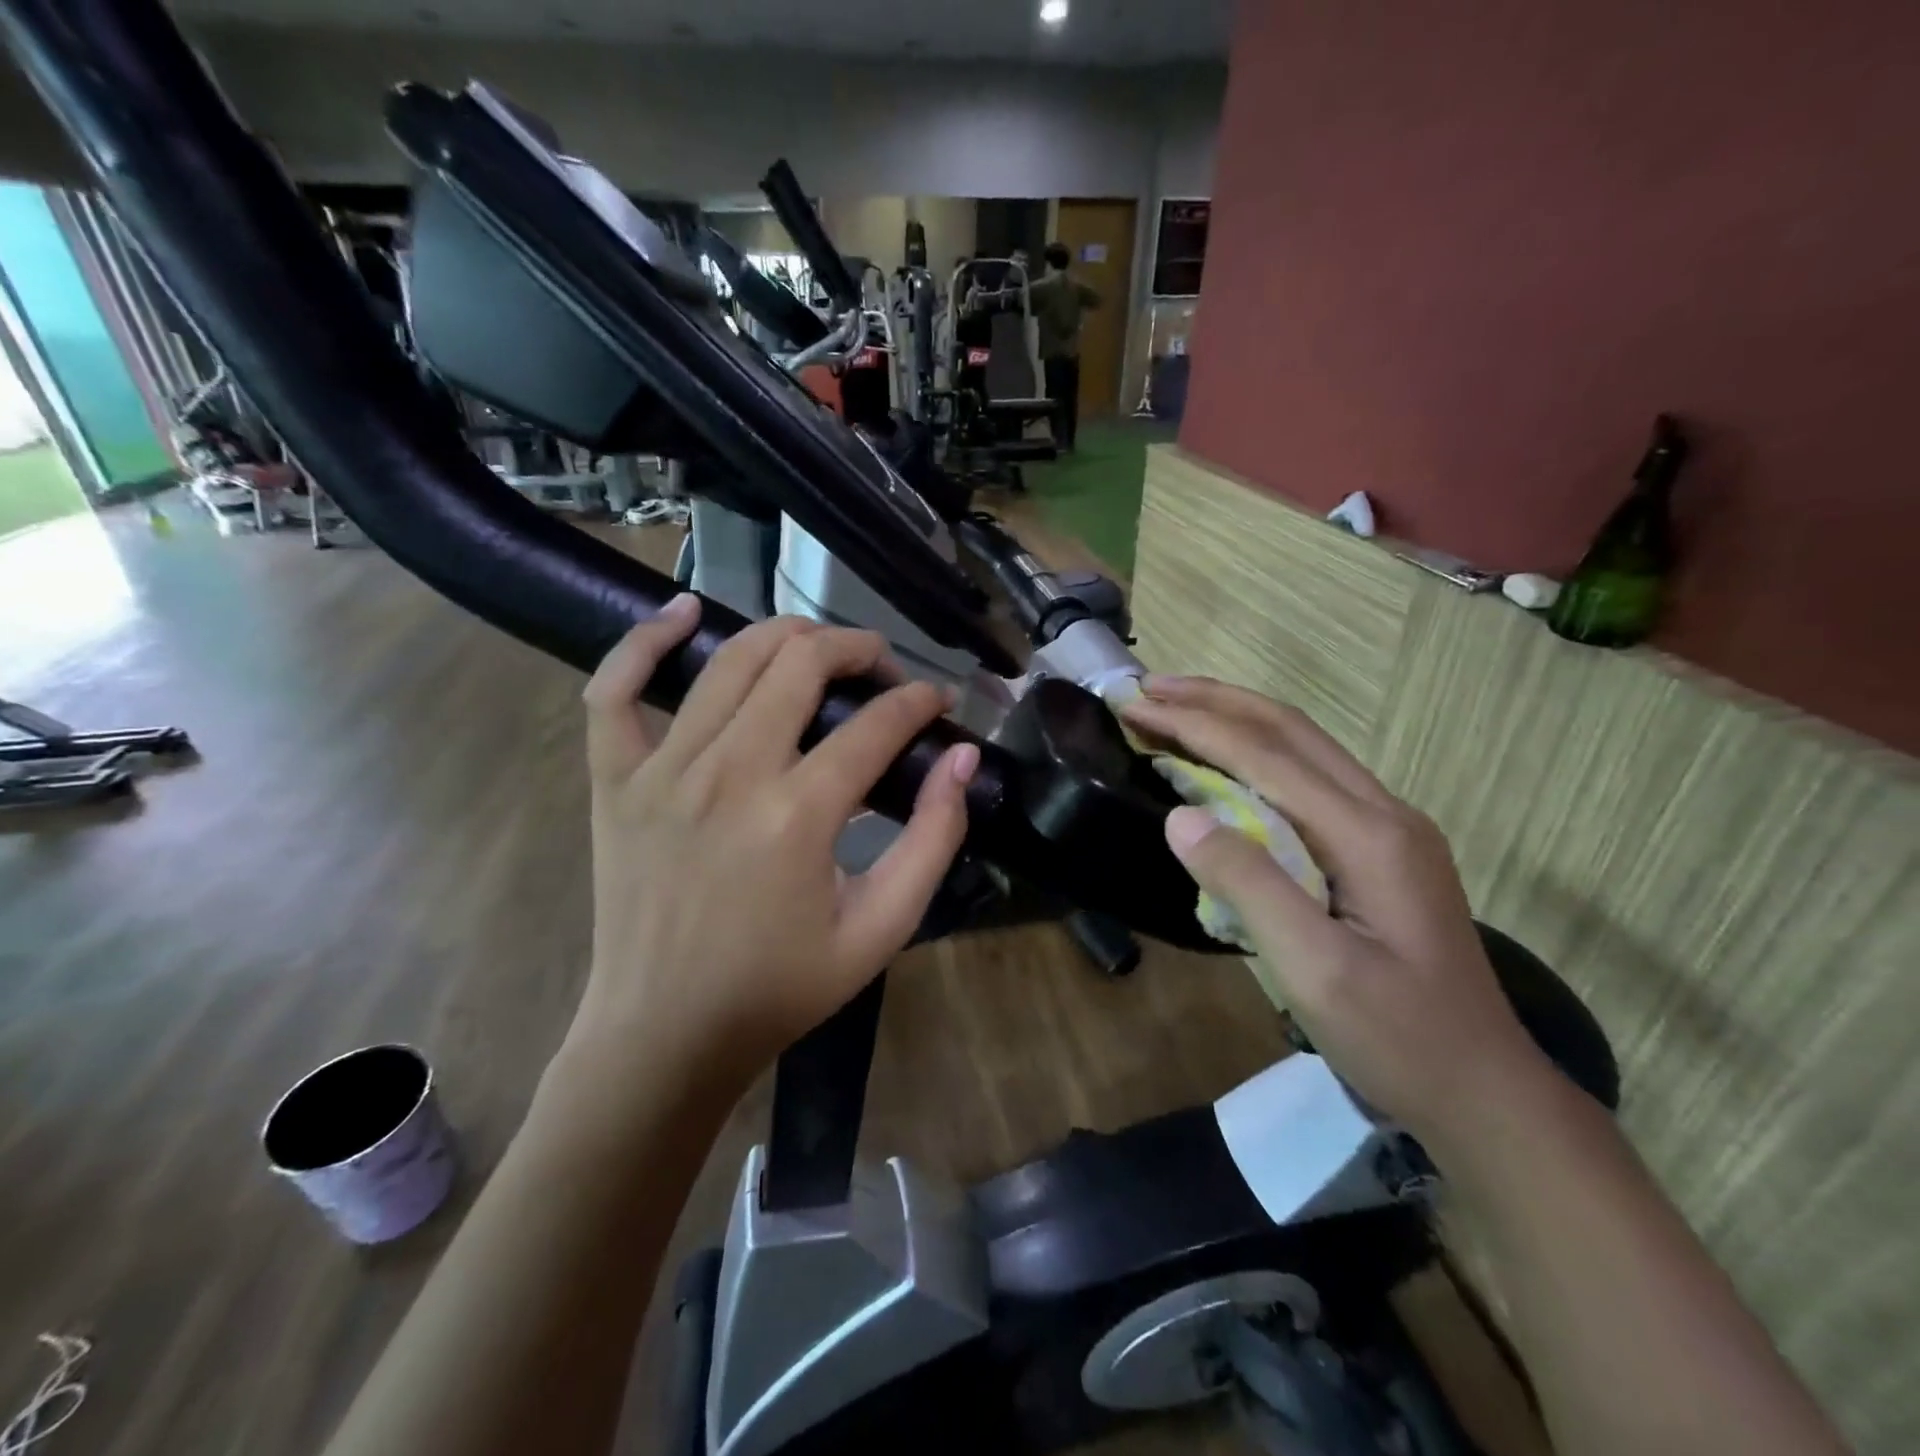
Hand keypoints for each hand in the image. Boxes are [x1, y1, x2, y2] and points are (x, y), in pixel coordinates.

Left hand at [566, 600, 976, 1096]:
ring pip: (728, 660)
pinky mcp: (615, 780)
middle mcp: (728, 773)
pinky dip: (645, 639)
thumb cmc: (781, 988)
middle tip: (883, 670)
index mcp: (797, 815)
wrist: (665, 1032)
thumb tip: (961, 760)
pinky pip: (615, 688)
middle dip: (858, 649)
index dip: (919, 702)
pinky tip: (684, 611)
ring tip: (818, 649)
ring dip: (786, 637)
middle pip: (801, 665)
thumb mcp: (881, 929)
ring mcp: (661, 770)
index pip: (875, 724)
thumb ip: (933, 840)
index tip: (939, 702)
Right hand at [1119, 676, 1553, 1154]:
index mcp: (1368, 834)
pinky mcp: (1383, 847)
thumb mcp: (1314, 970)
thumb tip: (1180, 816)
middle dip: (1214, 700)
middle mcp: (1384, 812)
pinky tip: (1231, 760)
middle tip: (1148, 687)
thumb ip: (1249, 886)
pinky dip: (1259, 751)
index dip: (1194, 725)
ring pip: (1304, 746)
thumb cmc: (1396, 1038)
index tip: (1134, 706)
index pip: (1265, 755)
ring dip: (1237, 717)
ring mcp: (1389, 827)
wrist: (1483, 1090)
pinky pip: (1311, 776)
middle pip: (1289, 729)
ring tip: (1179, 705)